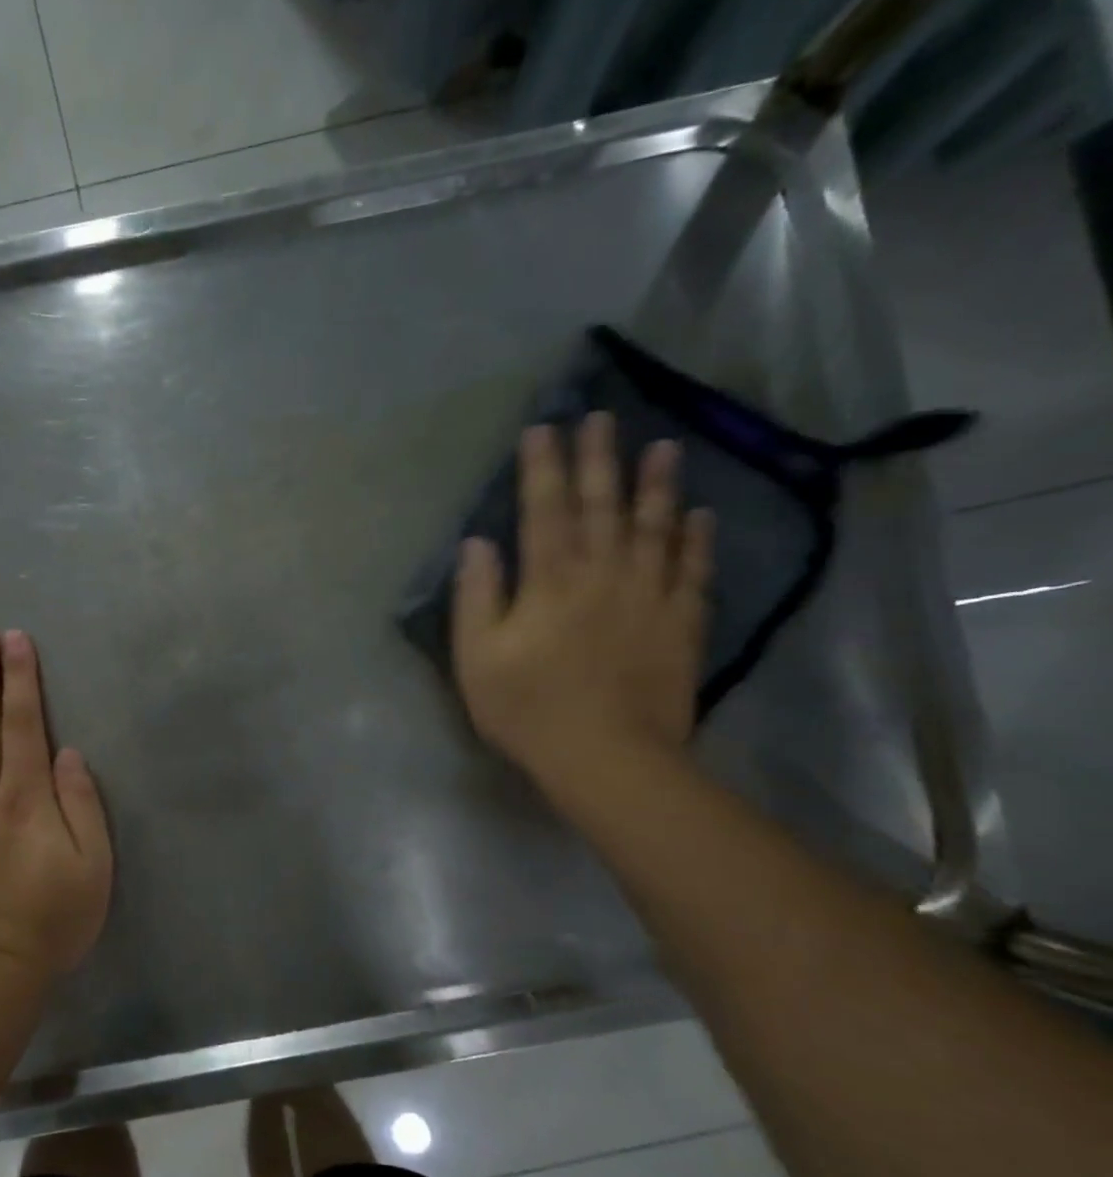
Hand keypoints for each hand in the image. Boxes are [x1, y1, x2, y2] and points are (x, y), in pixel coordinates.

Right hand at [453, 413, 713, 790]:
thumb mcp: (476, 656)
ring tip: (662, 447)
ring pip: (655, 528)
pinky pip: (694, 571)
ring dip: (657, 485)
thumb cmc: (527, 708)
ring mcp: (649, 597)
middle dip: (599, 459)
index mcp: (549, 581)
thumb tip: (477, 543)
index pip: (544, 510)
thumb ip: (477, 596)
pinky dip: (698, 539)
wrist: (607, 758)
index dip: (542, 468)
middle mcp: (603, 575)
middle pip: (602, 506)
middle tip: (602, 419)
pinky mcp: (682, 624)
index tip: (543, 429)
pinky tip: (700, 515)